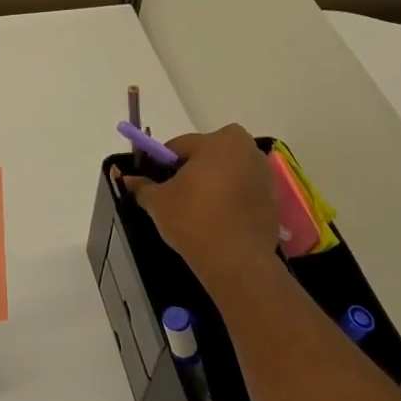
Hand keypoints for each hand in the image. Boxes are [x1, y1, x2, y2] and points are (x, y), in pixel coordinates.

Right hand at [118, 125, 279, 284]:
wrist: (236, 260)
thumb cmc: (193, 219)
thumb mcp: (158, 201)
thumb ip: (142, 186)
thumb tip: (127, 179)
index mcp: (221, 140)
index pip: (180, 145)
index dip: (161, 163)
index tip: (153, 182)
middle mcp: (248, 149)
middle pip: (207, 156)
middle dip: (190, 171)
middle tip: (174, 196)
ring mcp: (265, 175)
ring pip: (226, 174)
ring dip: (211, 185)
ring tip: (195, 212)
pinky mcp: (273, 199)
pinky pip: (241, 192)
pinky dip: (228, 200)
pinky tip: (216, 221)